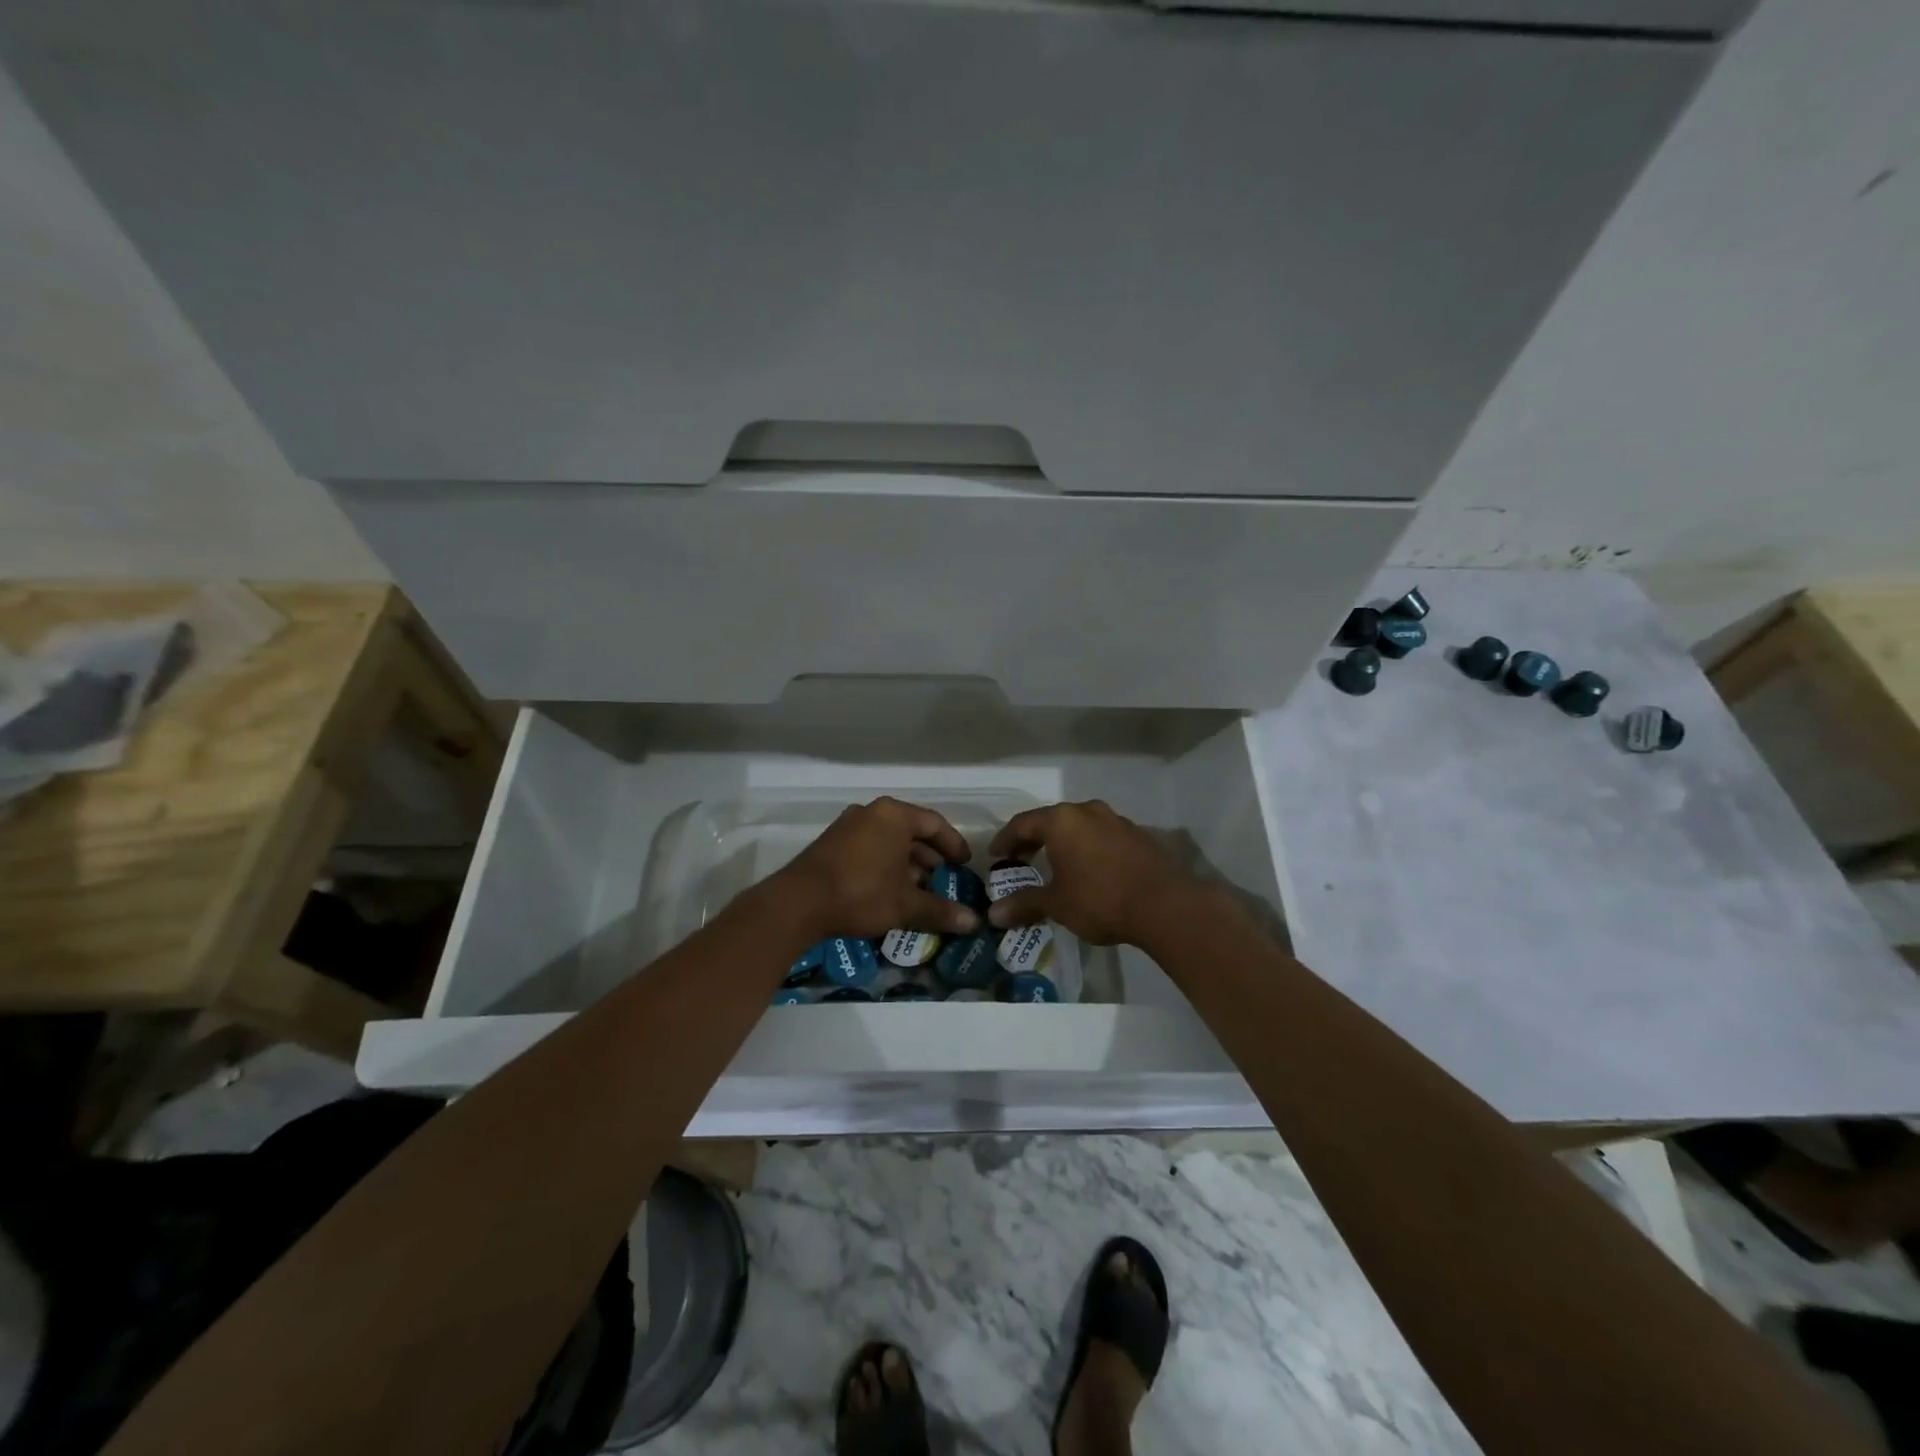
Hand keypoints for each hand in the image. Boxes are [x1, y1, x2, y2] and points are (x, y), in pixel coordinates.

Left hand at [776, 797, 982, 942]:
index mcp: (894, 815)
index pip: (934, 823)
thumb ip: (940, 910)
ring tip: (918, 889)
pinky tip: (889, 891)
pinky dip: (884, 864)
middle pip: (910, 830)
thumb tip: (975, 923)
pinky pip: (868, 848)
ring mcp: (847, 826)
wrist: (798, 903)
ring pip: (887, 841)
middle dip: (929, 857)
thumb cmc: (861, 893)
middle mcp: (871, 813)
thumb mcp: (905, 904)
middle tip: (943, 879)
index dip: (953, 844)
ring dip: (906, 863)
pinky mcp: (830, 844)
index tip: (965, 864)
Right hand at [985, 800, 1200, 946]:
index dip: (1005, 840)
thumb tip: (993, 914)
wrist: (1165, 906)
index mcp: (1061, 820)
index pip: (1022, 824)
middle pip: (1051, 821)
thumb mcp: (1056, 904)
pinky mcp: (1138, 835)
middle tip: (1020, 860)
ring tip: (1055, 865)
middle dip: (1033, 840)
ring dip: (1064, 843)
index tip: (995, 856)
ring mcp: (1116, 820)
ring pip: (1079, 826)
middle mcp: (1087, 811)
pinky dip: (1088, 849)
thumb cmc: (1100, 899)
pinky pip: (1102, 837)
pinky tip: (1089, 870)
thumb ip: (1024, 903)